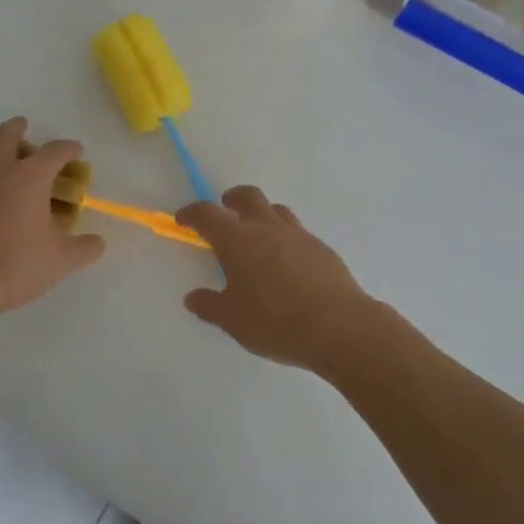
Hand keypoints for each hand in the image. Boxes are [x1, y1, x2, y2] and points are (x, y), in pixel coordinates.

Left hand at [0, 117, 105, 324]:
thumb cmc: (17, 265)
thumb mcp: (62, 260)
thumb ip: (85, 248)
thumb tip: (98, 242)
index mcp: (30, 177)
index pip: (54, 151)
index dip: (68, 148)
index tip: (76, 151)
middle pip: (4, 135)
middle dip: (17, 128)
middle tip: (23, 127)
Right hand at [177, 186, 378, 372]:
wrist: (339, 326)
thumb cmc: (275, 322)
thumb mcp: (232, 320)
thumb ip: (209, 305)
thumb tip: (193, 297)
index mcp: (237, 240)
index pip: (208, 214)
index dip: (192, 213)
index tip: (184, 219)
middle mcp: (267, 228)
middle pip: (248, 197)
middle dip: (232, 199)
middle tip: (226, 210)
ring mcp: (298, 235)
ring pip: (276, 210)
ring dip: (262, 215)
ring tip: (258, 237)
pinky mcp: (322, 248)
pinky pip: (298, 233)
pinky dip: (285, 238)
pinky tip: (287, 264)